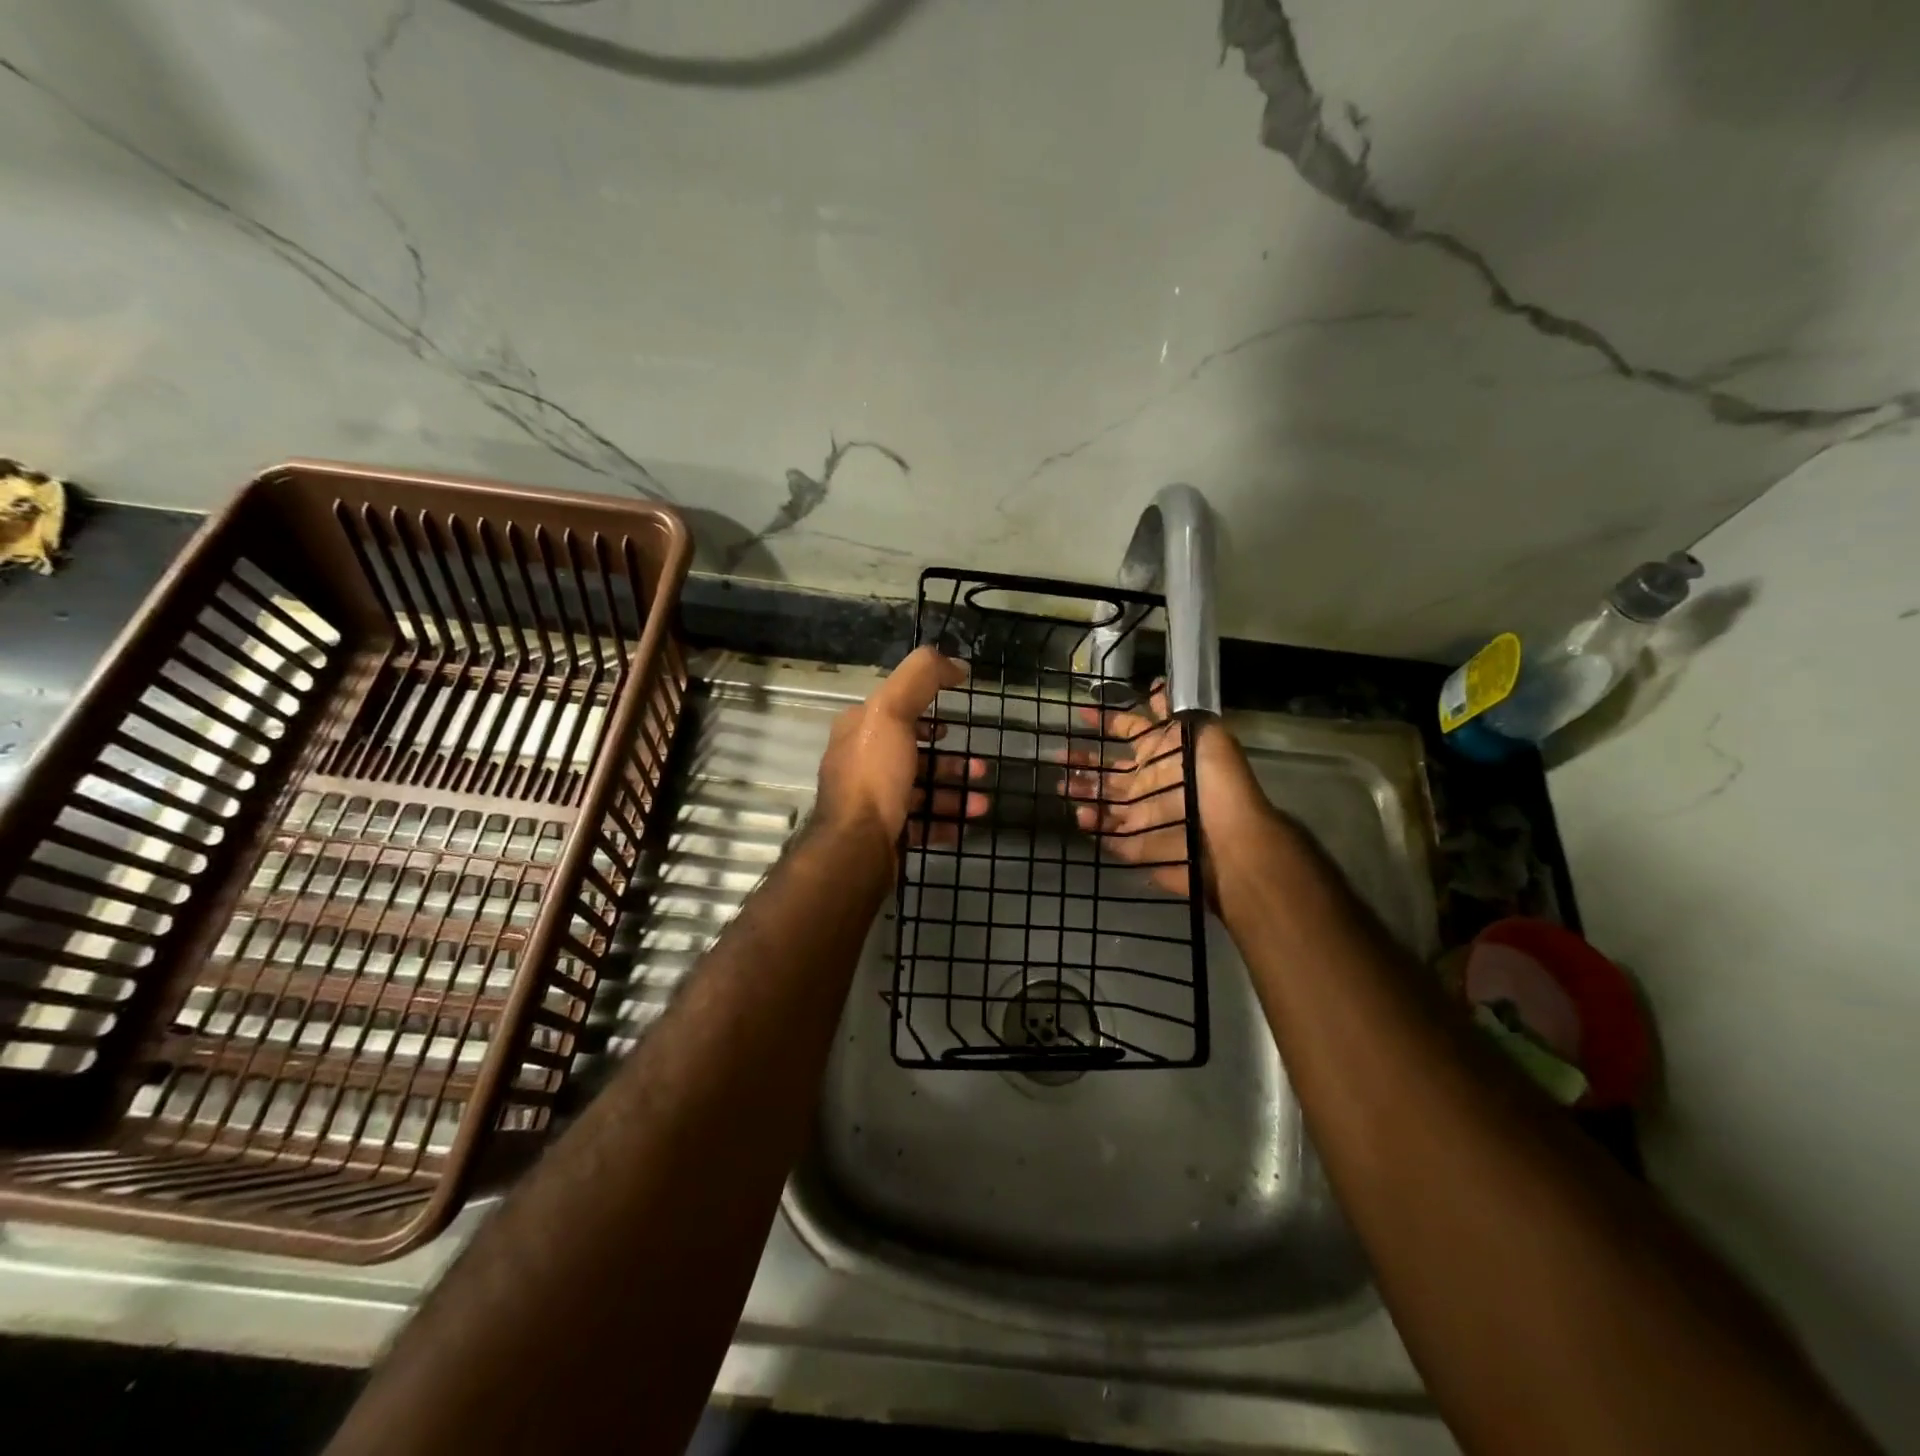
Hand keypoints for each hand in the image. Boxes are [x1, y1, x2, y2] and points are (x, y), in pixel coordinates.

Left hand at [813, 646, 987, 856]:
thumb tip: (956, 663)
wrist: (856, 848)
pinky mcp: (885, 833)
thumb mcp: (893, 711)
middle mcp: (862, 763)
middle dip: (950, 760)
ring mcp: (873, 801)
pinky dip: (946, 820)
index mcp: (858, 730)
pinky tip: (966, 823)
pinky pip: (922, 822)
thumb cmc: (875, 776)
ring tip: (982, 803)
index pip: (894, 711)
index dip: (926, 712)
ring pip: (921, 790)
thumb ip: (922, 677)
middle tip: (980, 768)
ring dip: (955, 792)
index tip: (954, 722)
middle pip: (913, 754)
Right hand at [1061, 685, 1274, 901]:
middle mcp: (1149, 783)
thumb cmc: (1213, 782)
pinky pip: (1107, 835)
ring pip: (1102, 801)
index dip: (1107, 721)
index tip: (1082, 713)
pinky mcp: (1136, 845)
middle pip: (1109, 770)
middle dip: (1083, 761)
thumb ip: (1174, 712)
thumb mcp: (1201, 732)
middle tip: (1059, 755)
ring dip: (1081, 791)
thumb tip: (1157, 682)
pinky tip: (1082, 814)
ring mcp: (1141, 815)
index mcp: (1162, 755)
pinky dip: (1092, 825)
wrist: (1227, 840)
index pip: (1129, 732)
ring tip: (1062, 785)